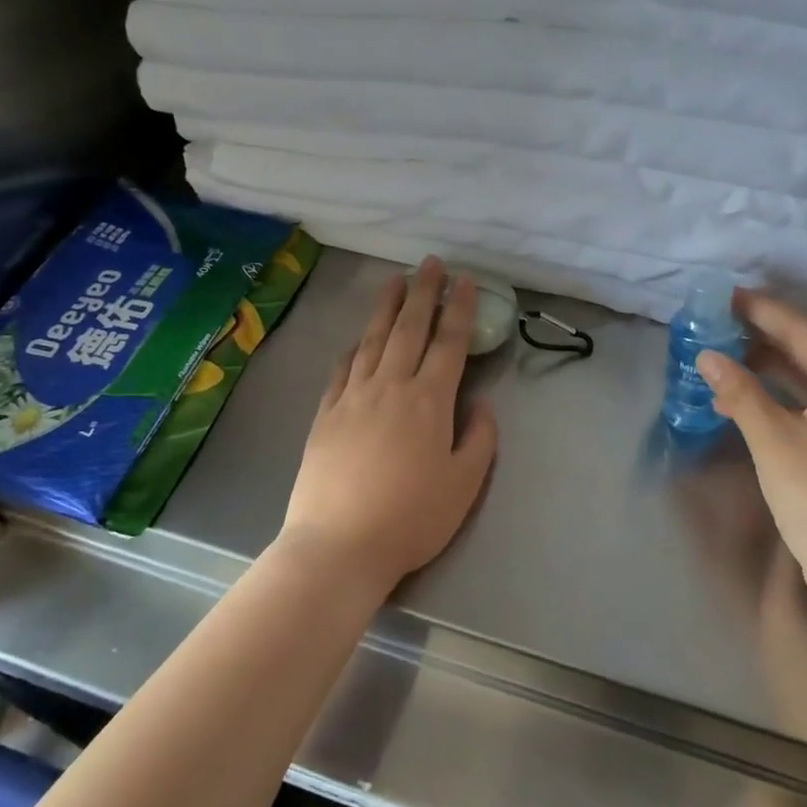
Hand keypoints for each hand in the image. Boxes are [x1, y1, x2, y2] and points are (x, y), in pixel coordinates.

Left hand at [279, 258, 498, 597]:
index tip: (466, 281)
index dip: (460, 309)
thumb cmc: (412, 518)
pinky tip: (356, 339)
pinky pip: (341, 369)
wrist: (340, 544)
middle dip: (423, 292)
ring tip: (394, 281)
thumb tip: (481, 403)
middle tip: (430, 263)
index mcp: (429, 401)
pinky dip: (353, 348)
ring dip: (385, 308)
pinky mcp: (325, 415)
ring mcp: (352, 398)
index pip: (449, 343)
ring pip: (372, 340)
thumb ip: (479, 438)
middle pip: (409, 329)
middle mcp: (390, 386)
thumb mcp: (464, 484)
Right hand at [696, 291, 806, 619]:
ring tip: (722, 354)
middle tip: (715, 324)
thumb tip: (707, 356)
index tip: (722, 296)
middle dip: (762, 335)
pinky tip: (745, 397)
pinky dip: (778, 395)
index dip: (760, 310)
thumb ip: (739, 392)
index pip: (802, 329)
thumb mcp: (773, 441)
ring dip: (767, 366)